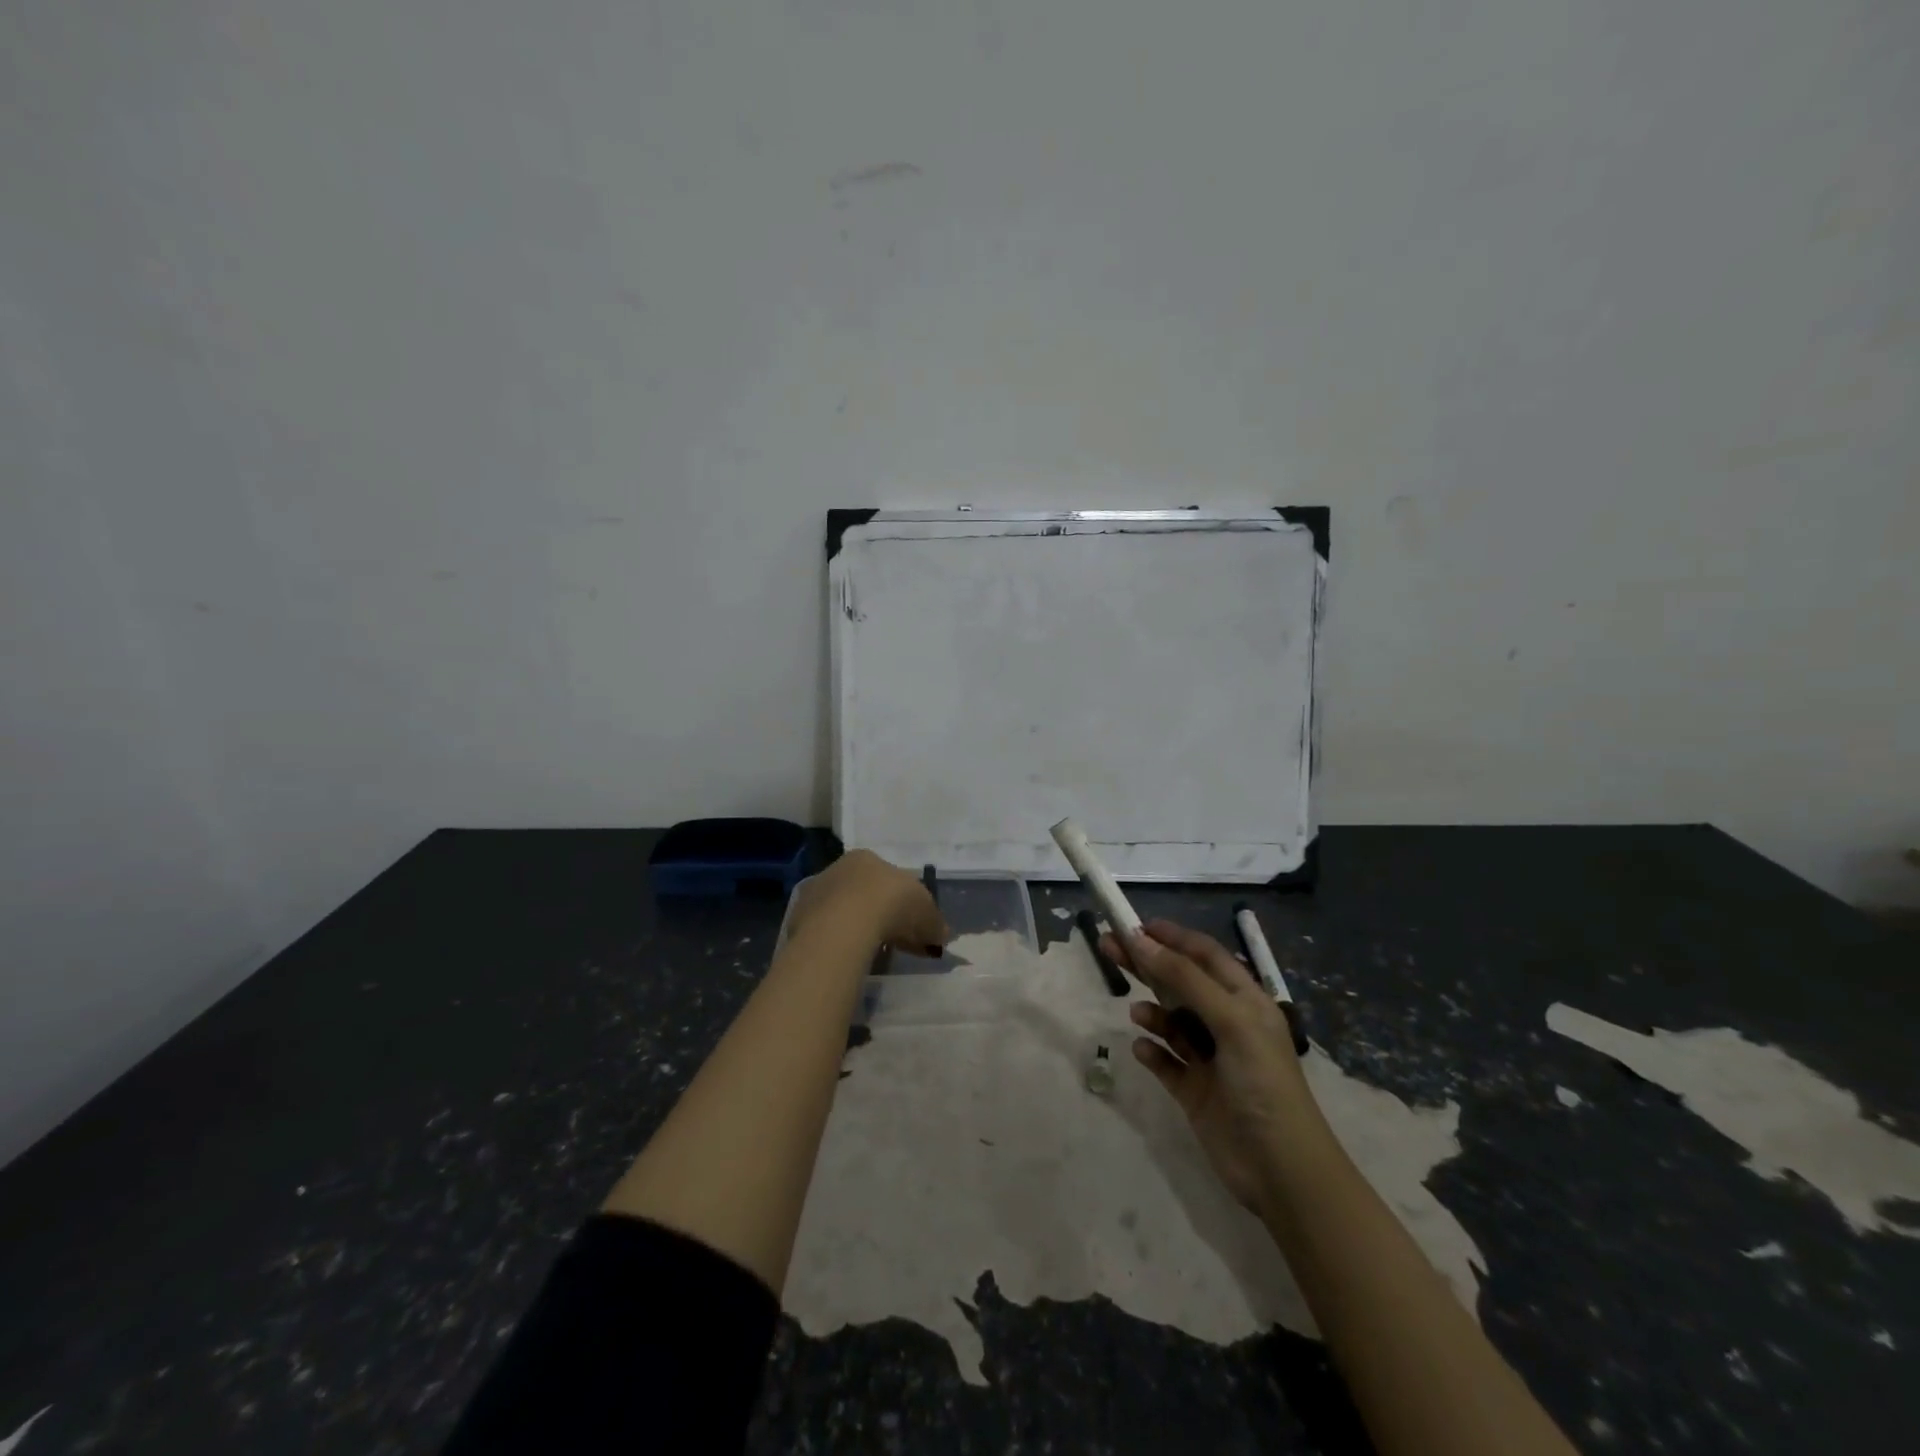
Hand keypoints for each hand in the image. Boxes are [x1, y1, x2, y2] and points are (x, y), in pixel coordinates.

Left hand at [789, 849, 948, 956]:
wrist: (845, 924)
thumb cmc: (892, 904)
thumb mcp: (926, 912)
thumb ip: (935, 922)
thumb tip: (942, 934)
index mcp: (867, 858)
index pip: (887, 878)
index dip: (902, 902)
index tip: (911, 925)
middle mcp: (838, 869)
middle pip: (862, 894)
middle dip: (879, 916)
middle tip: (894, 943)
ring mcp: (815, 893)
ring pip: (841, 912)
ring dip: (856, 930)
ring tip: (871, 954)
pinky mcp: (798, 919)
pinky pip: (825, 932)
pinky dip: (837, 944)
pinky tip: (848, 959)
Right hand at [1102, 919, 1325, 1216]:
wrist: (1282, 1171)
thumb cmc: (1262, 1083)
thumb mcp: (1229, 1020)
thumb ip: (1184, 978)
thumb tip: (1140, 939)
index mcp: (1245, 1001)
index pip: (1205, 955)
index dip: (1172, 937)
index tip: (1135, 926)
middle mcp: (1227, 1024)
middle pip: (1180, 982)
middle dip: (1148, 964)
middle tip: (1108, 948)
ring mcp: (1210, 1059)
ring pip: (1172, 1022)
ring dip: (1153, 1013)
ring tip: (1137, 1014)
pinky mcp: (1195, 1091)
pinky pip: (1166, 1062)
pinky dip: (1153, 1052)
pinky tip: (1143, 1050)